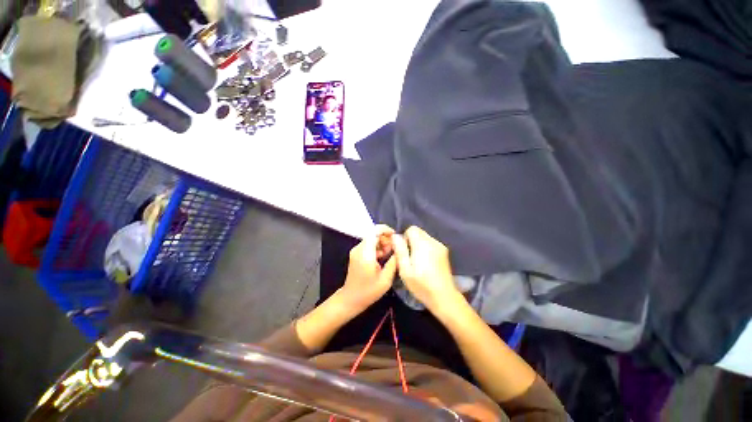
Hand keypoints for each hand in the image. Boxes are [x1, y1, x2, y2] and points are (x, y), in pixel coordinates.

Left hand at [339, 225, 397, 312]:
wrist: (351, 299)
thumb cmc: (369, 291)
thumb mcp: (386, 279)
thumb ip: (393, 262)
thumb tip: (400, 249)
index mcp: (365, 253)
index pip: (373, 231)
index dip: (385, 230)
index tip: (395, 235)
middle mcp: (358, 249)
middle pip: (373, 234)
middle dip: (385, 238)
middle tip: (394, 249)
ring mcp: (356, 251)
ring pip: (371, 239)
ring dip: (382, 243)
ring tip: (389, 254)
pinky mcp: (357, 254)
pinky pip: (368, 245)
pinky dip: (377, 247)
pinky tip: (382, 257)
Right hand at [392, 226, 459, 312]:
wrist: (444, 297)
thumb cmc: (421, 284)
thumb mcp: (405, 269)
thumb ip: (400, 250)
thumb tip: (395, 236)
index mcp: (422, 244)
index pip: (411, 229)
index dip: (405, 238)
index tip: (404, 251)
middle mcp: (433, 241)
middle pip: (419, 232)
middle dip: (411, 241)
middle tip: (409, 257)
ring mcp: (440, 246)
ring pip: (425, 237)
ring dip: (419, 245)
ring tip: (418, 262)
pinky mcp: (445, 252)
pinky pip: (431, 244)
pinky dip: (426, 249)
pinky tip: (426, 263)